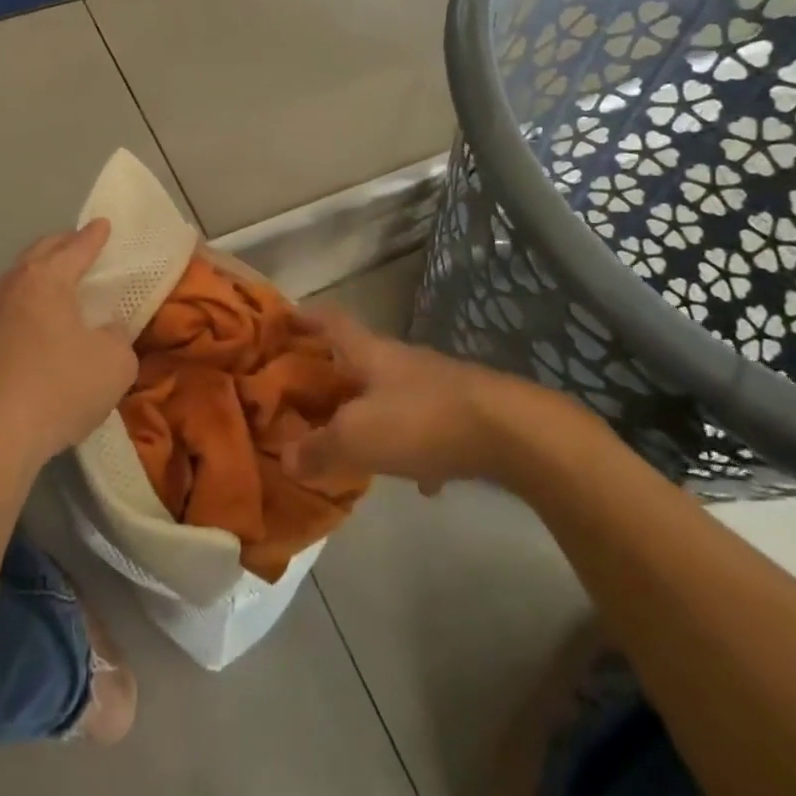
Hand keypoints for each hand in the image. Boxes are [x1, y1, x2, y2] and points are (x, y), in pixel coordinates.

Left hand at [0, 220, 136, 471]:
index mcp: (46, 279)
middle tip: (79, 245)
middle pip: (38, 254)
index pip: (76, 248)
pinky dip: (20, 310)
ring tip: (54, 286)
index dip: (94, 236)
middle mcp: (9, 287)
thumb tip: (105, 330)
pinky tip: (28, 329)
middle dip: (61, 246)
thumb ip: (117, 338)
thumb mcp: (115, 364)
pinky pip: (1, 314)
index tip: (103, 224)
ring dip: (36, 278)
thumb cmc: (59, 389)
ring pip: (14, 282)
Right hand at [283, 308, 559, 493]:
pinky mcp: (464, 413)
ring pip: (392, 392)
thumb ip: (318, 449)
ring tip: (352, 440)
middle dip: (332, 372)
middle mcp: (400, 360)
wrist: (511, 433)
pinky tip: (419, 479)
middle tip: (303, 393)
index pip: (330, 320)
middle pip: (359, 357)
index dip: (305, 316)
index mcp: (369, 352)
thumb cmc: (421, 420)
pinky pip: (428, 427)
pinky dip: (416, 447)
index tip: (284, 319)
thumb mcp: (357, 438)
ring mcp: (435, 384)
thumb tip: (285, 459)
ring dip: (372, 410)